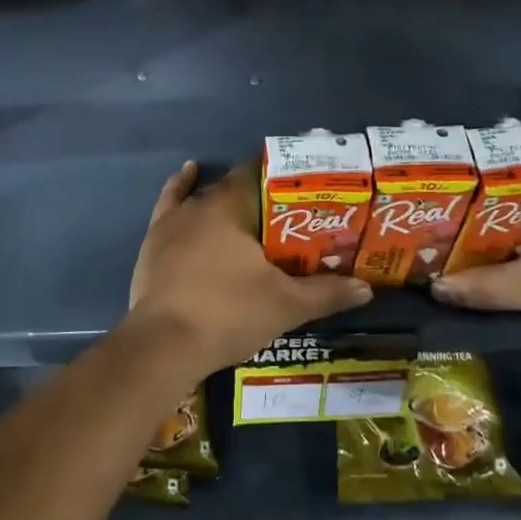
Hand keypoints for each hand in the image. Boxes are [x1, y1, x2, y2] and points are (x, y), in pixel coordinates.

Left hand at [125, 161, 372, 377]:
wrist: (164, 344)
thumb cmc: (228, 314)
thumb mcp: (286, 306)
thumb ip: (326, 293)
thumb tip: (367, 288)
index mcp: (232, 206)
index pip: (260, 175)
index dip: (282, 178)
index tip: (304, 187)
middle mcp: (201, 203)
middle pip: (236, 189)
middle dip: (261, 197)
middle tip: (287, 212)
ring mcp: (172, 221)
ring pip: (205, 198)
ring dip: (227, 199)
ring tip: (251, 206)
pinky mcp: (153, 241)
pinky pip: (169, 203)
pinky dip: (180, 187)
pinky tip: (188, 175)